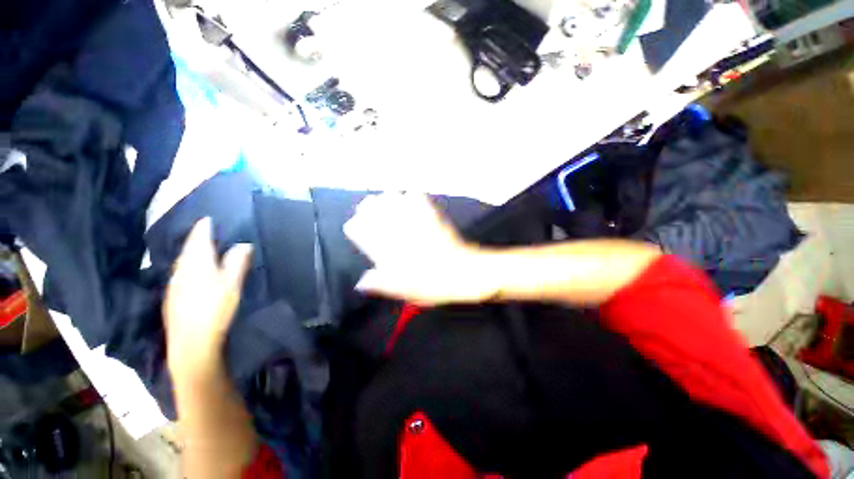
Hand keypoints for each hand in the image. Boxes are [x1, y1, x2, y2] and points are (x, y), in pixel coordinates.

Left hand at [164, 218, 252, 377]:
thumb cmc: (215, 310)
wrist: (191, 343)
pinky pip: (179, 273)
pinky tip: (191, 272)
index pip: (198, 240)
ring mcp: (174, 285)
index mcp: (197, 265)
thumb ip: (237, 263)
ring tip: (199, 248)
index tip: (207, 219)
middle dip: (195, 239)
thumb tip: (243, 244)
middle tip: (204, 231)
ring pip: (182, 262)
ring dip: (190, 252)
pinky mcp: (172, 297)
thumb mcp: (232, 285)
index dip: (203, 228)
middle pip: (187, 250)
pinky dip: (186, 266)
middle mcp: (181, 271)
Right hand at [344, 193, 495, 305]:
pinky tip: (410, 199)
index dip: (356, 227)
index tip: (357, 228)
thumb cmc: (430, 284)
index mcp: (387, 247)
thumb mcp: (402, 290)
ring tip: (386, 201)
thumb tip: (361, 282)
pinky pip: (417, 196)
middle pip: (373, 206)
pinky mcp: (431, 215)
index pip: (359, 229)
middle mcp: (397, 229)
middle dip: (368, 207)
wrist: (462, 272)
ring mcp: (414, 219)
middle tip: (368, 209)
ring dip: (387, 198)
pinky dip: (411, 195)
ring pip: (392, 197)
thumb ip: (380, 283)